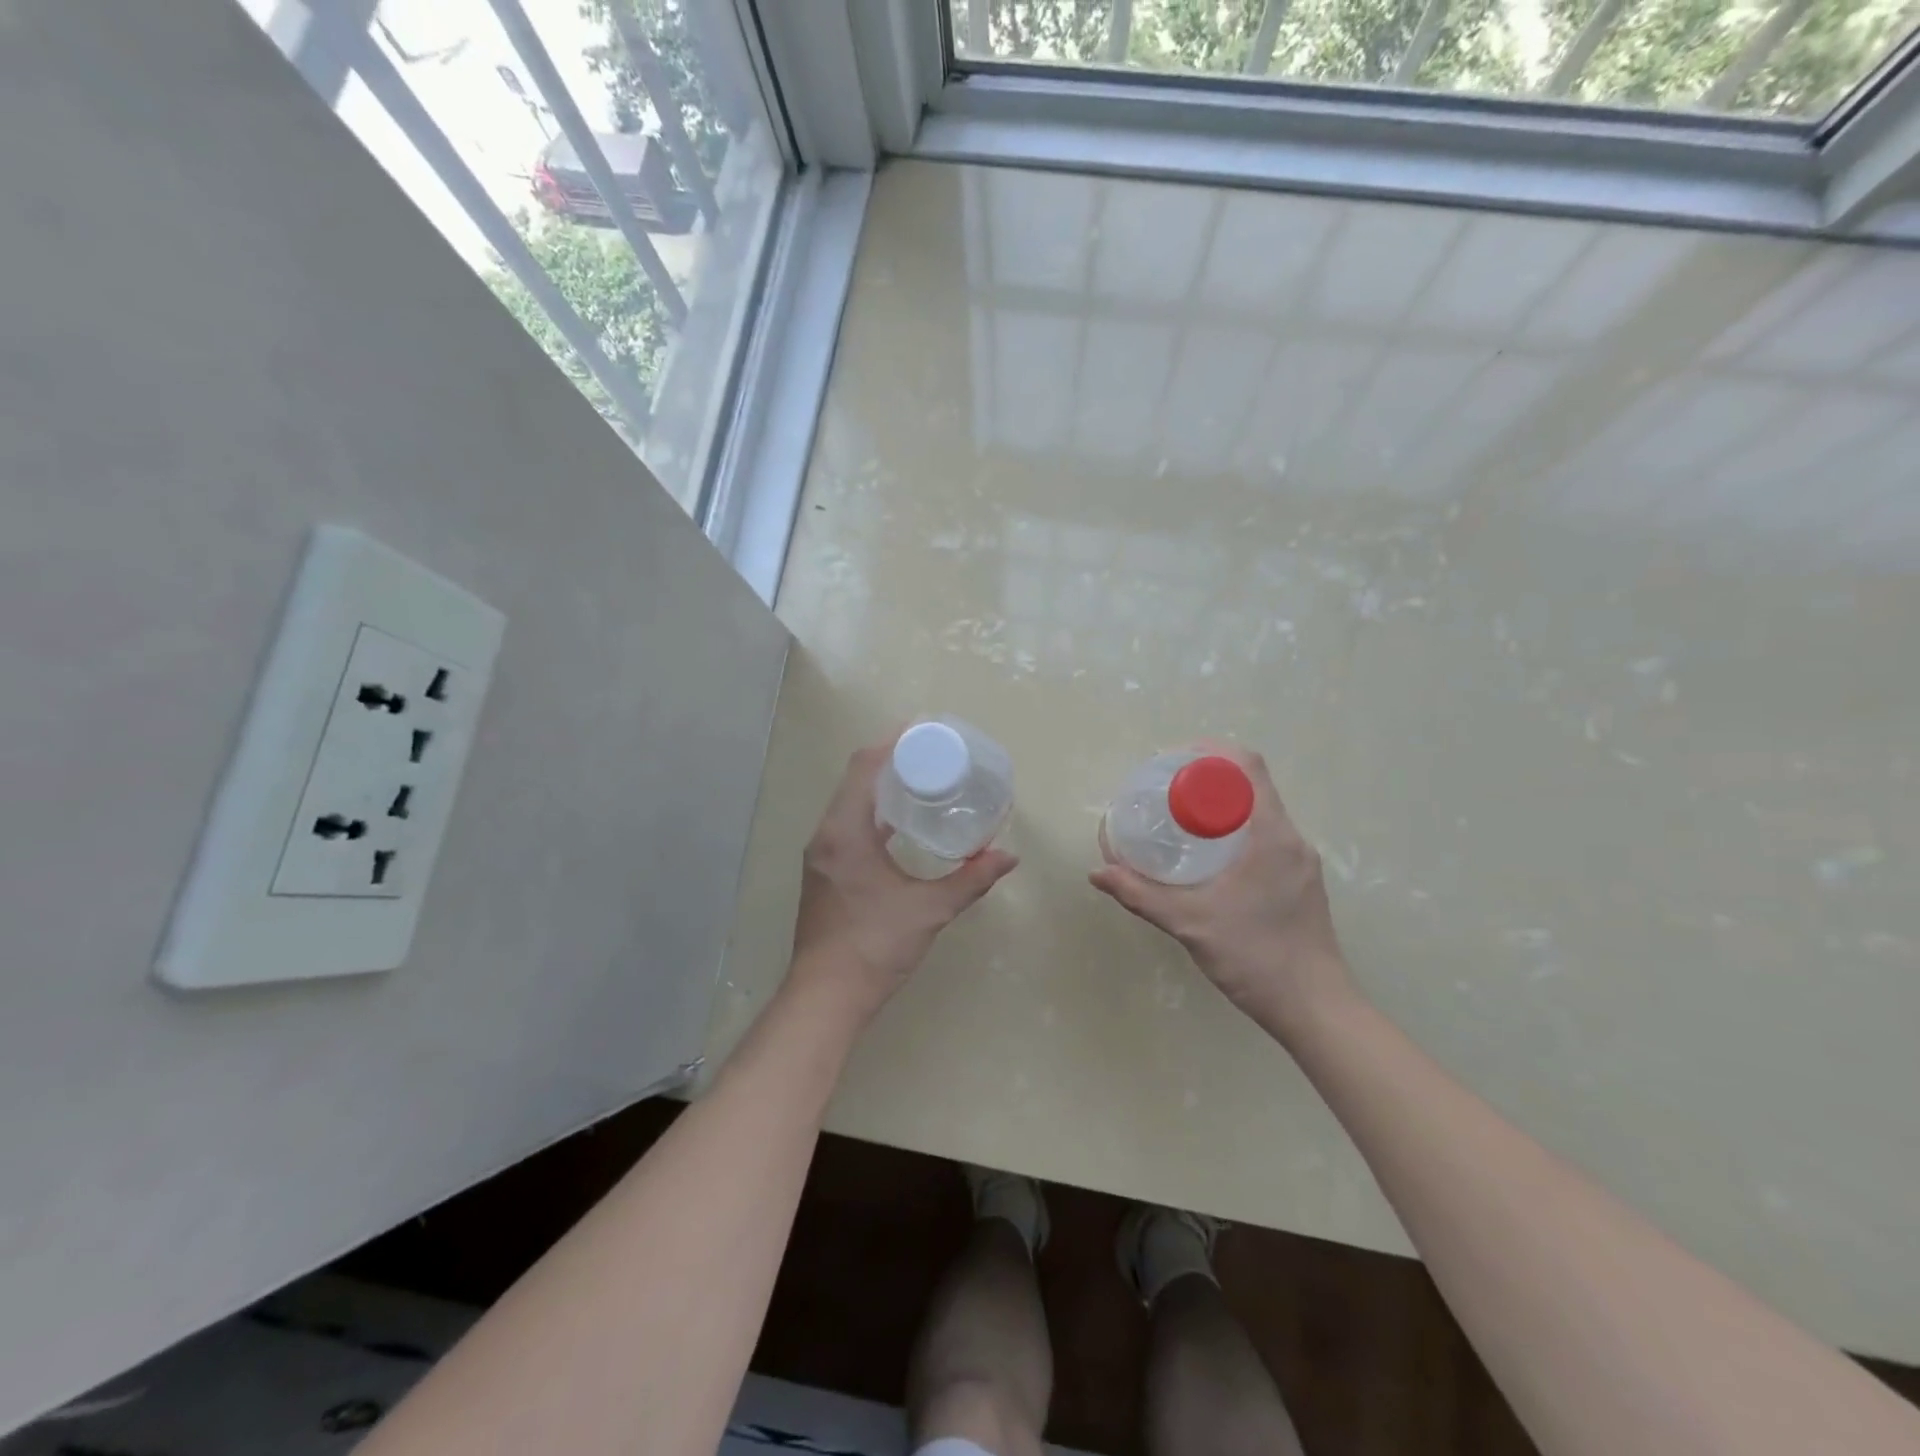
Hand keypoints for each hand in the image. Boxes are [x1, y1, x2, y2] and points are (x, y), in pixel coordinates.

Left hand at [788, 739, 1018, 1025]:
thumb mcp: (929, 910)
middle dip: (891, 759)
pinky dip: (874, 813)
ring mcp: (821, 854)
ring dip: (881, 787)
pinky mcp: (824, 872)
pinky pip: (848, 824)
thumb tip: (1009, 857)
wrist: (825, 997)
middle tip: (933, 754)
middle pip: (856, 779)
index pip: (864, 767)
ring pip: (850, 802)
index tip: (924, 729)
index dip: (892, 742)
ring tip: (923, 781)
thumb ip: (970, 880)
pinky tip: (902, 825)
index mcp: (845, 832)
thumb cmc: (874, 947)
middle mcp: (826, 835)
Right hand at [1089, 745, 1354, 1035]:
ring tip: (1179, 821)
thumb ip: (1141, 895)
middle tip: (1164, 791)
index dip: (1210, 751)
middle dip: (1206, 779)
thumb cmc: (1256, 957)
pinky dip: (1234, 831)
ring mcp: (1300, 862)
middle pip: (1250, 786)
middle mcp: (1292, 839)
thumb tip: (1097, 872)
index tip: (1172, 760)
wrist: (1316, 1009)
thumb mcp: (1190, 923)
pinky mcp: (1300, 882)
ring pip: (1258, 813)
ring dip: (1220, 807)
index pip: (1248, 767)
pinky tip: (1206, 858)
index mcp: (1272, 835)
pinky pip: (1265, 837)